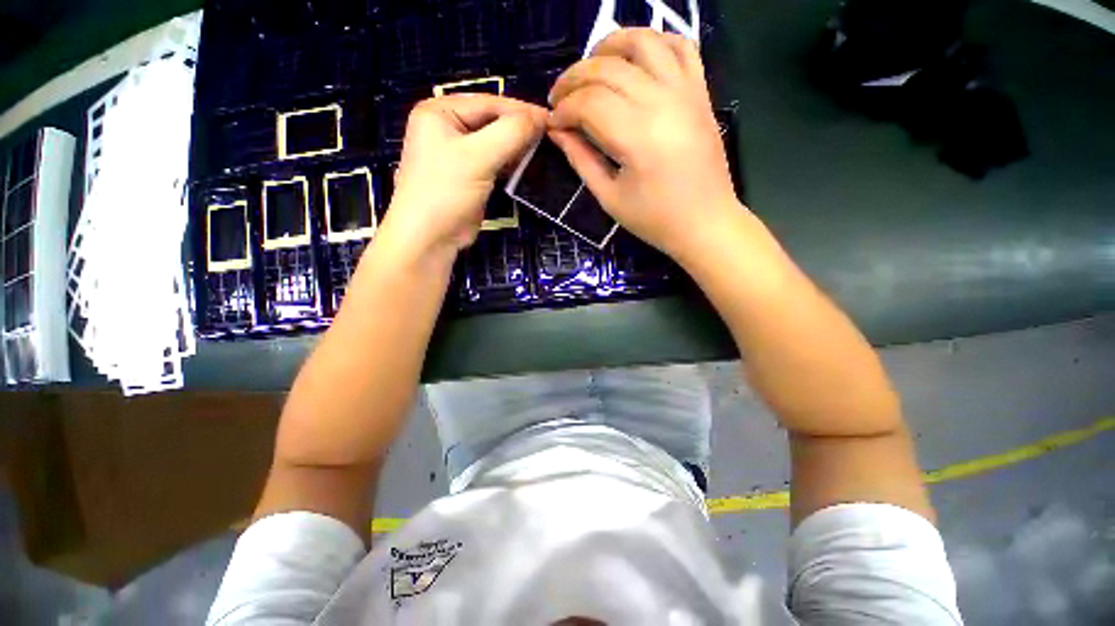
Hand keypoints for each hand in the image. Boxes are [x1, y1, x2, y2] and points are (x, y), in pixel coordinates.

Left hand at [382, 94, 547, 259]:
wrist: (430, 237)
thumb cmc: (446, 191)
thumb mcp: (478, 156)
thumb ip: (510, 133)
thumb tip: (540, 117)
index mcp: (440, 111)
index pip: (488, 102)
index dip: (521, 110)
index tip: (551, 119)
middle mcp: (447, 127)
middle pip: (491, 121)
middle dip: (519, 129)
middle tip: (549, 136)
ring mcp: (457, 153)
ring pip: (494, 143)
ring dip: (516, 147)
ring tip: (542, 150)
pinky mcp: (468, 176)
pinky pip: (493, 162)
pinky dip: (509, 163)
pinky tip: (526, 165)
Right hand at [548, 29, 740, 260]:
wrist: (705, 223)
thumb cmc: (654, 219)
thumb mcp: (609, 198)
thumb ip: (581, 160)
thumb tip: (556, 131)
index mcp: (637, 137)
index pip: (588, 103)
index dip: (563, 109)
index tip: (552, 123)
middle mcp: (661, 103)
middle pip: (607, 68)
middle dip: (573, 78)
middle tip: (559, 98)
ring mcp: (685, 92)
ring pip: (643, 41)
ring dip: (609, 46)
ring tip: (591, 67)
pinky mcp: (700, 92)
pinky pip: (680, 47)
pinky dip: (655, 42)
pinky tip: (636, 60)